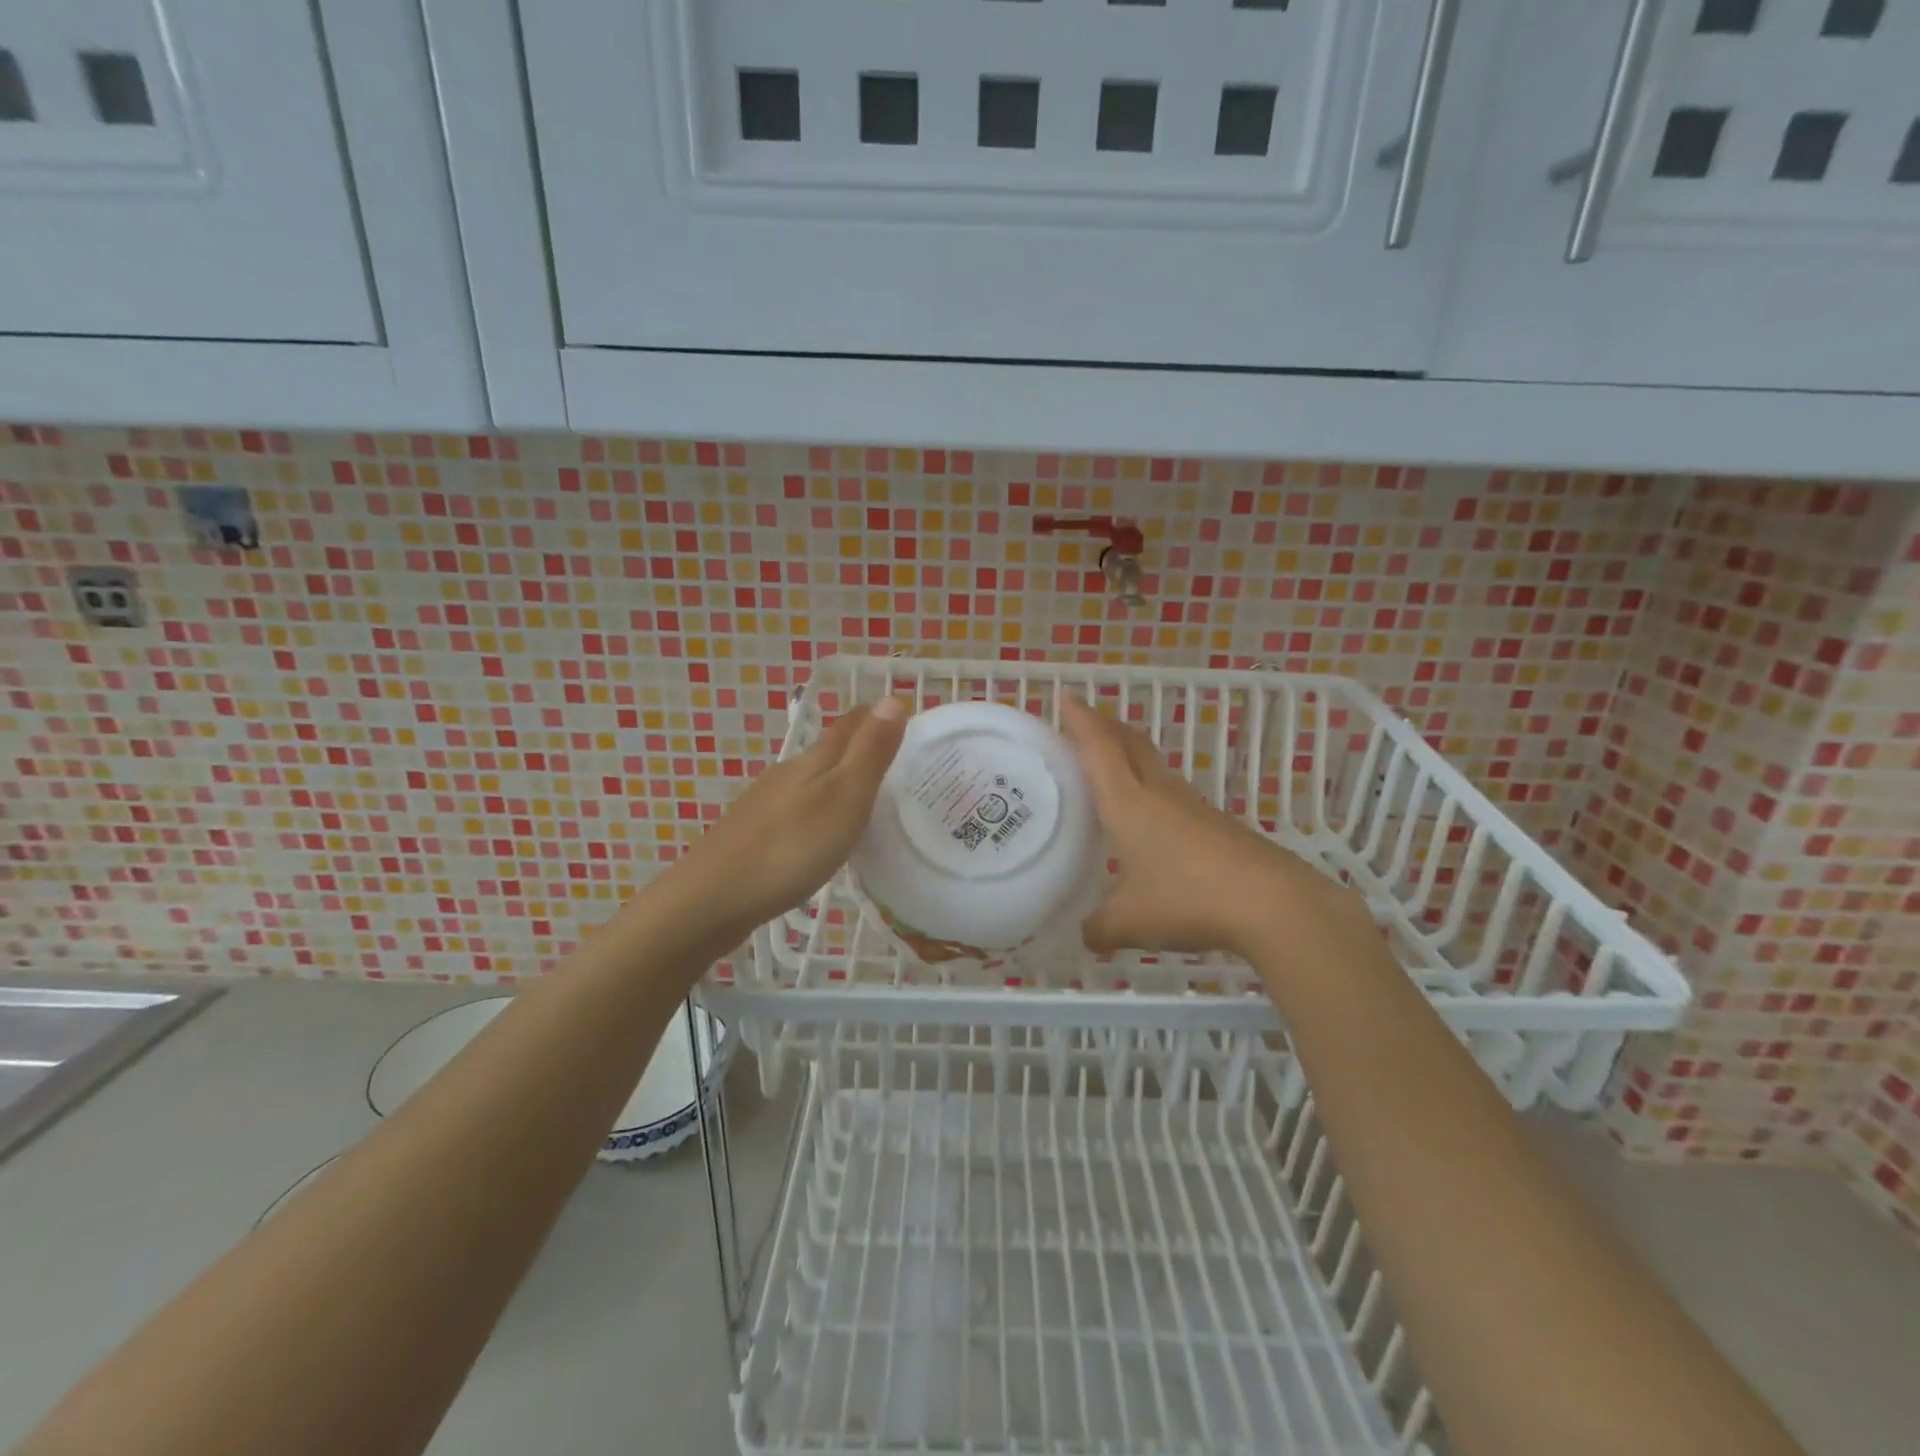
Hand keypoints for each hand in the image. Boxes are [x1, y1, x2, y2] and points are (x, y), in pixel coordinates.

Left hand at [665, 697, 907, 934]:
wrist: (711, 899)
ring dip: (837, 779)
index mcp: (812, 760)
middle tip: (894, 755)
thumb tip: (892, 697)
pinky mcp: (753, 833)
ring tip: (864, 793)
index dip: (876, 717)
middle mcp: (787, 773)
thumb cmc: (790, 847)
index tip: (904, 714)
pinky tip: (820, 830)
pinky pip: (795, 808)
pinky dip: (817, 808)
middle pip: (828, 749)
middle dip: (859, 746)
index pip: (849, 725)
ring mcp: (765, 803)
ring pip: (809, 779)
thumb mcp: (844, 798)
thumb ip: (869, 752)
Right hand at [1059, 693, 1367, 960]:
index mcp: (1128, 803)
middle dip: (1106, 726)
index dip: (1081, 720)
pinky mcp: (1217, 826)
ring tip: (1113, 765)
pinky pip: (1174, 795)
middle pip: (1131, 745)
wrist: (1273, 903)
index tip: (1066, 695)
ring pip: (1155, 767)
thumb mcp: (1130, 922)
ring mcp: (1193, 807)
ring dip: (1131, 755)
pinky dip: (1153, 790)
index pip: (1099, 749)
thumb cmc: (1188, 899)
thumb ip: (1101, 928)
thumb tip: (1087, 937)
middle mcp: (1160, 794)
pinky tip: (1153, 819)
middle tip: (1085, 720)